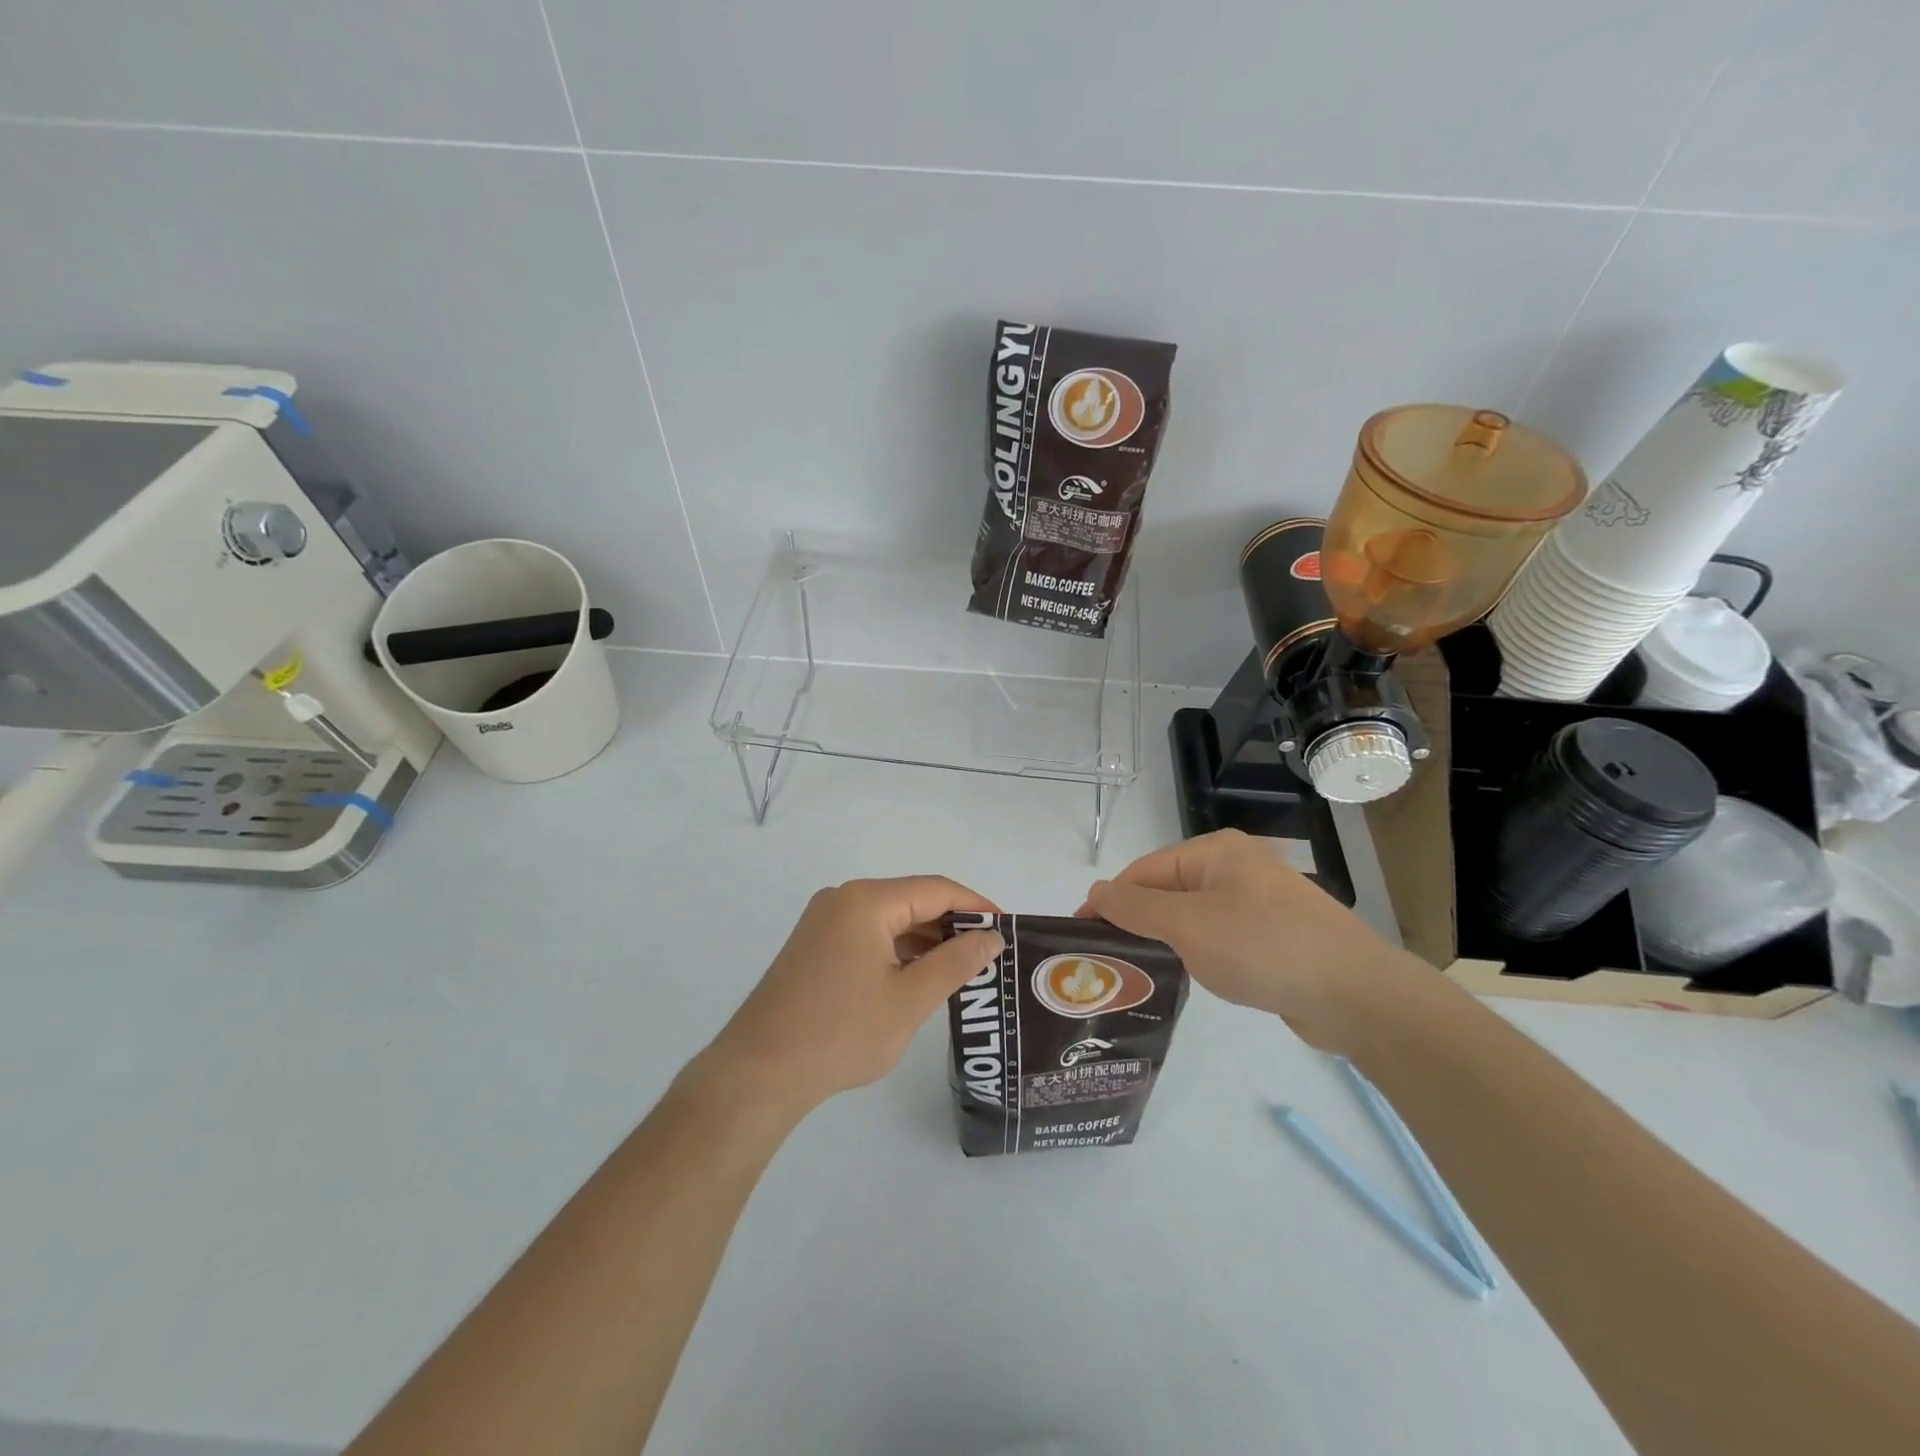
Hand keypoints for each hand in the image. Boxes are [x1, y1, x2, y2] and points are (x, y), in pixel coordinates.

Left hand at [692, 877, 1004, 1118]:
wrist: (757, 1073)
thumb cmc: (840, 1033)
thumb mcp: (909, 1000)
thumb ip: (956, 963)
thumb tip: (991, 937)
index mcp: (866, 901)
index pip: (936, 889)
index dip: (977, 906)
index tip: (1008, 930)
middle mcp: (843, 899)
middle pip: (912, 900)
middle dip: (952, 925)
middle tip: (989, 957)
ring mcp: (823, 922)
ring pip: (890, 920)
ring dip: (925, 941)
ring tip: (962, 971)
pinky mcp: (814, 946)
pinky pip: (868, 936)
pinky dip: (897, 952)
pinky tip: (918, 979)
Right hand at [1082, 829, 1430, 1051]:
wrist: (1355, 994)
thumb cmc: (1263, 947)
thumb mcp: (1188, 925)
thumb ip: (1136, 907)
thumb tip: (1095, 891)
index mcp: (1215, 851)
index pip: (1143, 870)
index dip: (1109, 900)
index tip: (1081, 936)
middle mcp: (1236, 867)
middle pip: (1168, 890)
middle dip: (1137, 921)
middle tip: (1107, 960)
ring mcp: (1259, 900)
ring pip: (1193, 916)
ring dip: (1166, 940)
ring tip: (1138, 972)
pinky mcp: (1275, 934)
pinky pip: (1220, 935)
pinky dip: (1198, 952)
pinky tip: (1188, 976)